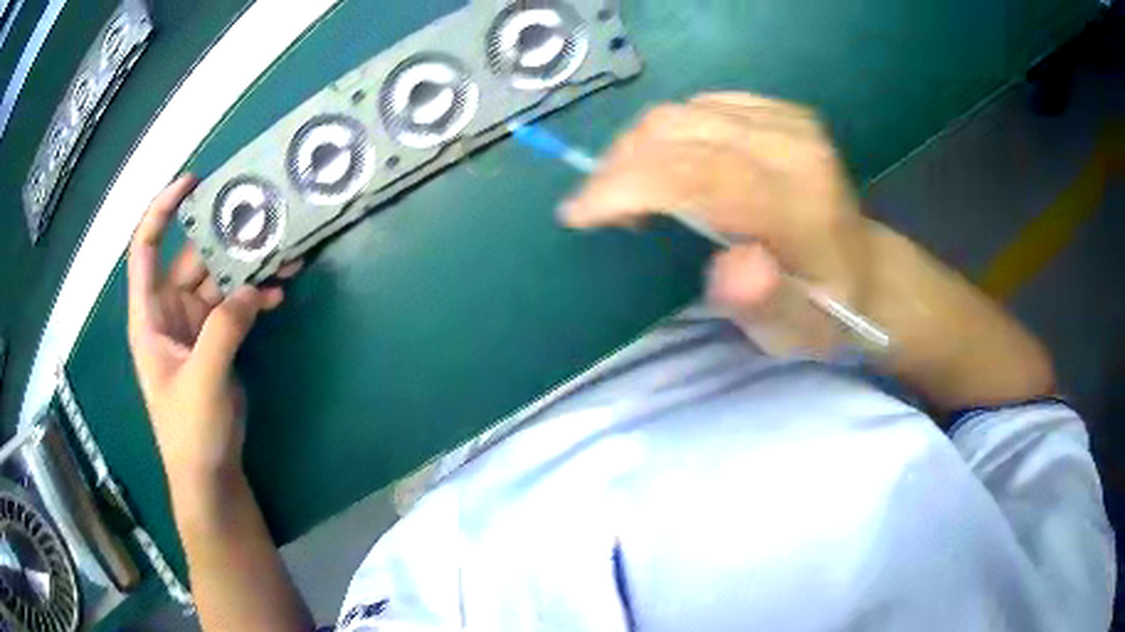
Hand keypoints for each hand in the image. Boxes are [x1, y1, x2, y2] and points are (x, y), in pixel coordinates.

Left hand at [127, 175, 297, 487]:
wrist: (209, 474)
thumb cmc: (190, 432)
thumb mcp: (202, 381)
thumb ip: (224, 330)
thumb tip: (253, 288)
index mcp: (149, 316)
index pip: (145, 249)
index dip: (162, 210)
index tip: (192, 182)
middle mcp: (168, 312)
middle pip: (193, 259)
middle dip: (225, 239)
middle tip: (262, 219)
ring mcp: (194, 326)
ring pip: (219, 280)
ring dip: (248, 268)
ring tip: (282, 253)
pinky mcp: (216, 341)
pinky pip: (235, 306)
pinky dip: (255, 297)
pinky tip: (278, 292)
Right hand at [561, 93, 872, 353]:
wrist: (869, 269)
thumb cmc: (825, 312)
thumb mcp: (796, 333)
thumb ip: (765, 304)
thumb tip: (732, 264)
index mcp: (801, 204)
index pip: (695, 174)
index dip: (625, 186)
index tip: (578, 215)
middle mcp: (794, 146)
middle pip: (678, 131)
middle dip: (619, 166)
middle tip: (600, 210)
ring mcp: (788, 120)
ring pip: (680, 112)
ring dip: (636, 149)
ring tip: (629, 193)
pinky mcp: (779, 109)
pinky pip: (698, 105)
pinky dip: (666, 135)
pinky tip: (667, 166)